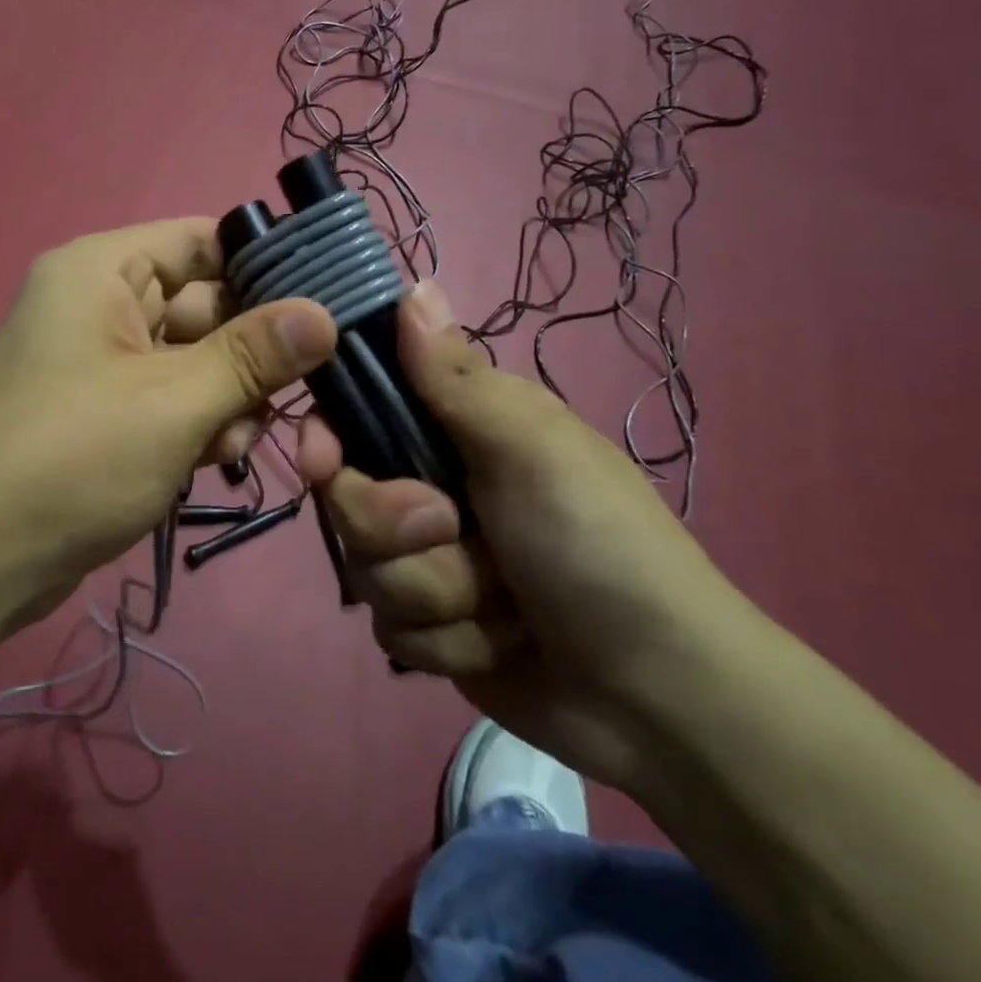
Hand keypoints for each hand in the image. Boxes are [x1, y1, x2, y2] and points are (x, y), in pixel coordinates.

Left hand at [0, 218, 336, 624]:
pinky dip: (198, 422)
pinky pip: (169, 399)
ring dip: (228, 396)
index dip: (263, 264)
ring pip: (192, 358)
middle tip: (302, 388)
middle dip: (250, 350)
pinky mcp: (102, 414)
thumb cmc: (72, 459)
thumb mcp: (175, 401)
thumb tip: (325, 314)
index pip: (201, 240)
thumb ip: (254, 355)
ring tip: (238, 440)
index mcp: (100, 271)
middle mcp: (97, 305)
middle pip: (202, 304)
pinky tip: (215, 458)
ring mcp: (98, 363)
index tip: (327, 302)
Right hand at [297, 281, 749, 790]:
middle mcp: (432, 489)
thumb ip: (456, 376)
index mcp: (456, 432)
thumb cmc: (597, 544)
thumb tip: (413, 285)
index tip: (323, 462)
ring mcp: (430, 563)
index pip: (356, 415)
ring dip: (436, 594)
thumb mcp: (531, 447)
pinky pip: (391, 631)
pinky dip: (447, 643)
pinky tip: (499, 645)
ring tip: (504, 607)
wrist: (657, 696)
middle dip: (397, 528)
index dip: (329, 436)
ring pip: (366, 570)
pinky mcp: (432, 626)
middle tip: (457, 532)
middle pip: (348, 500)